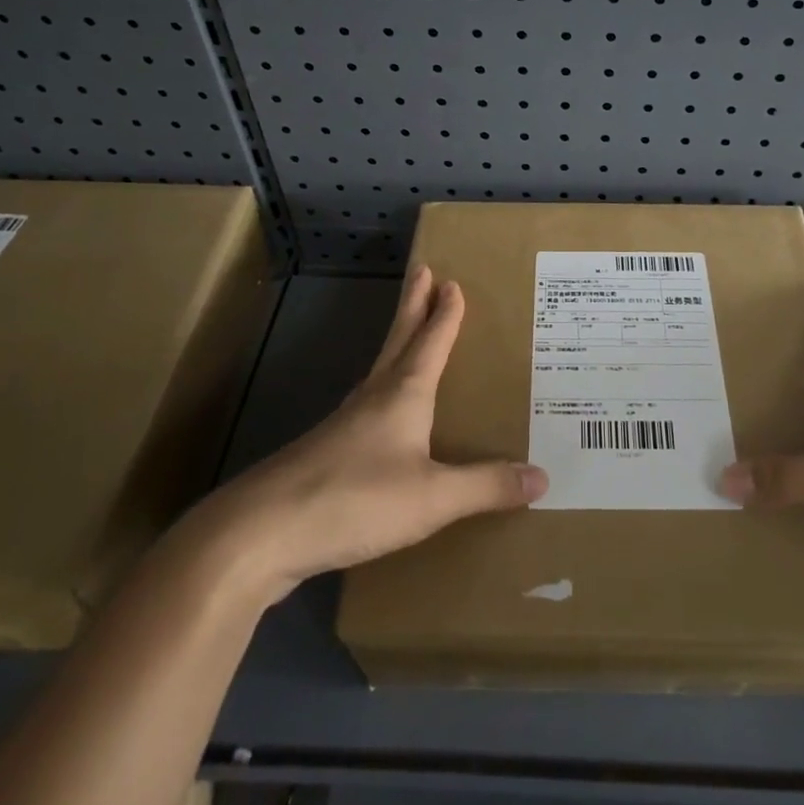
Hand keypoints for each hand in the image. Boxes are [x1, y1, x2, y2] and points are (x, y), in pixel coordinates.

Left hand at [210, 267, 546, 599]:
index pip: (430, 341)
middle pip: (398, 340)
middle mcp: (373, 398)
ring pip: (380, 370)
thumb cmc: (354, 500)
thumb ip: (486, 486)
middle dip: (413, 305)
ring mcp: (345, 424)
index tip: (451, 280)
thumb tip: (542, 476)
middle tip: (423, 271)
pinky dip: (384, 391)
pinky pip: (367, 407)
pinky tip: (383, 414)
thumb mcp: (432, 498)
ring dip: (398, 344)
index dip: (444, 313)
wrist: (261, 533)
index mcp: (402, 394)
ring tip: (411, 336)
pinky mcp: (326, 454)